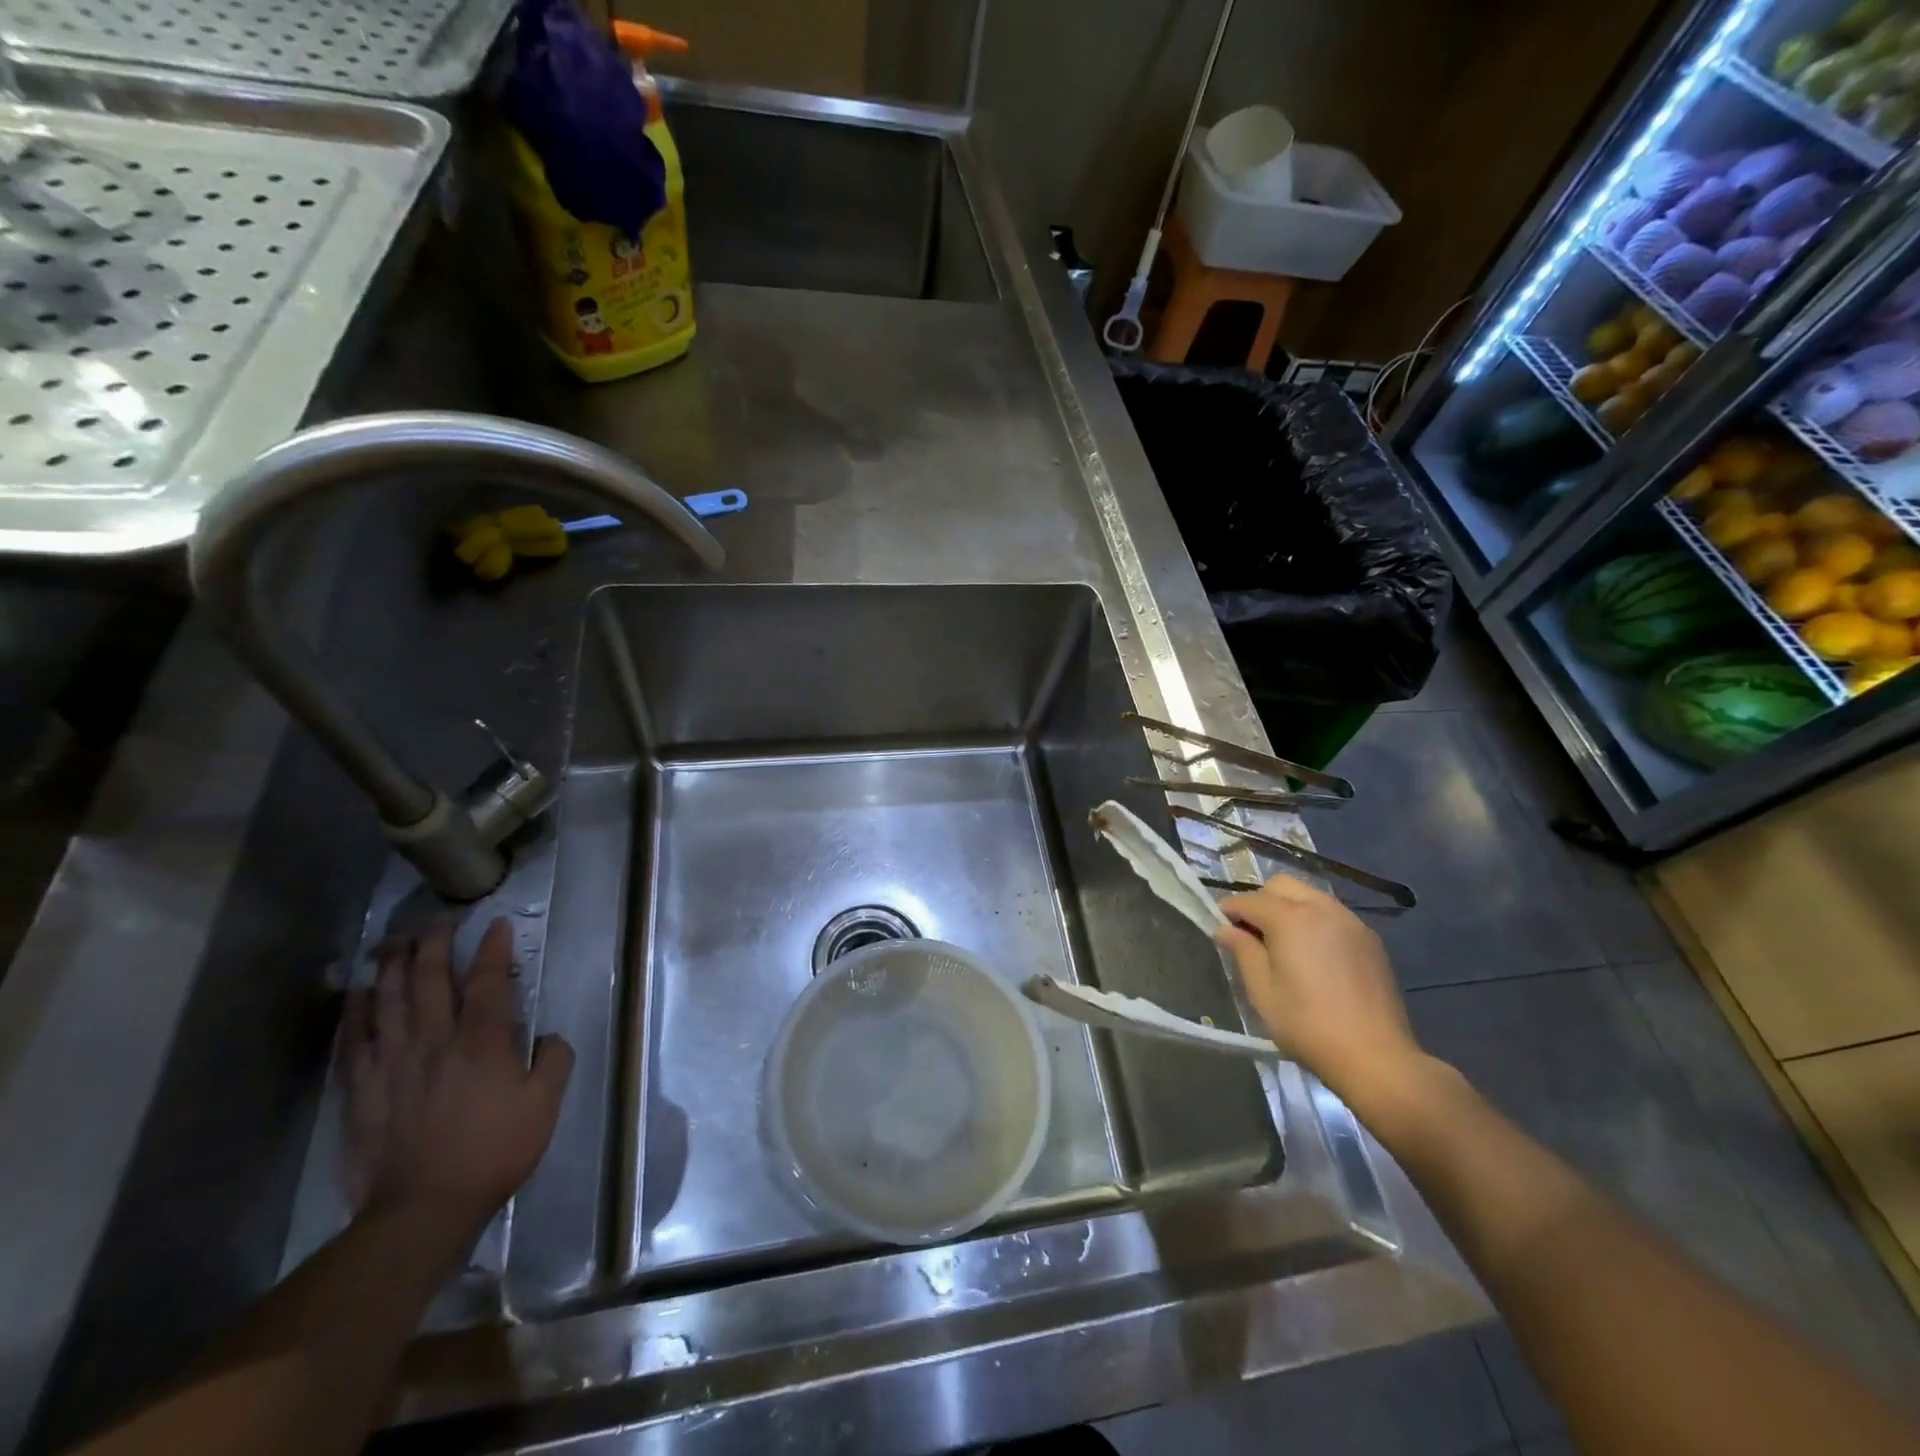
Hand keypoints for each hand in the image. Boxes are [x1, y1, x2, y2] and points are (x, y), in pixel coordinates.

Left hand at [340, 918, 573, 1235]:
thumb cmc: (493, 1152)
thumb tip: (550, 1036)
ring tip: (394, 941)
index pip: (488, 980)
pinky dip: (356, 1010)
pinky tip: (358, 993)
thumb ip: (554, 1061)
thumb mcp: (544, 1106)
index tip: (496, 924)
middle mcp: (435, 1040)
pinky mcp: (362, 1088)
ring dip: (392, 965)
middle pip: (430, 978)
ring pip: (388, 1000)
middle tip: (438, 921)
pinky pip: (355, 1038)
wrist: (420, 1209)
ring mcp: (393, 1062)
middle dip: (434, 943)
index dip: (493, 948)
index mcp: (483, 1042)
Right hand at [1217, 874, 1429, 1104]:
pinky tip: (1314, 954)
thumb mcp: (1262, 991)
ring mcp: (1350, 921)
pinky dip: (1314, 921)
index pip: (1249, 900)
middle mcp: (1321, 908)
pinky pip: (1332, 914)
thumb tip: (1226, 930)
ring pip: (1309, 895)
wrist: (1375, 1056)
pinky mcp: (1369, 939)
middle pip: (1281, 885)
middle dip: (1260, 901)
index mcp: (1290, 918)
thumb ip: (1242, 951)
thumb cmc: (1307, 1024)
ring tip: (1283, 943)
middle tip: (1252, 934)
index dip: (1228, 910)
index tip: (1219, 927)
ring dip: (1289, 908)